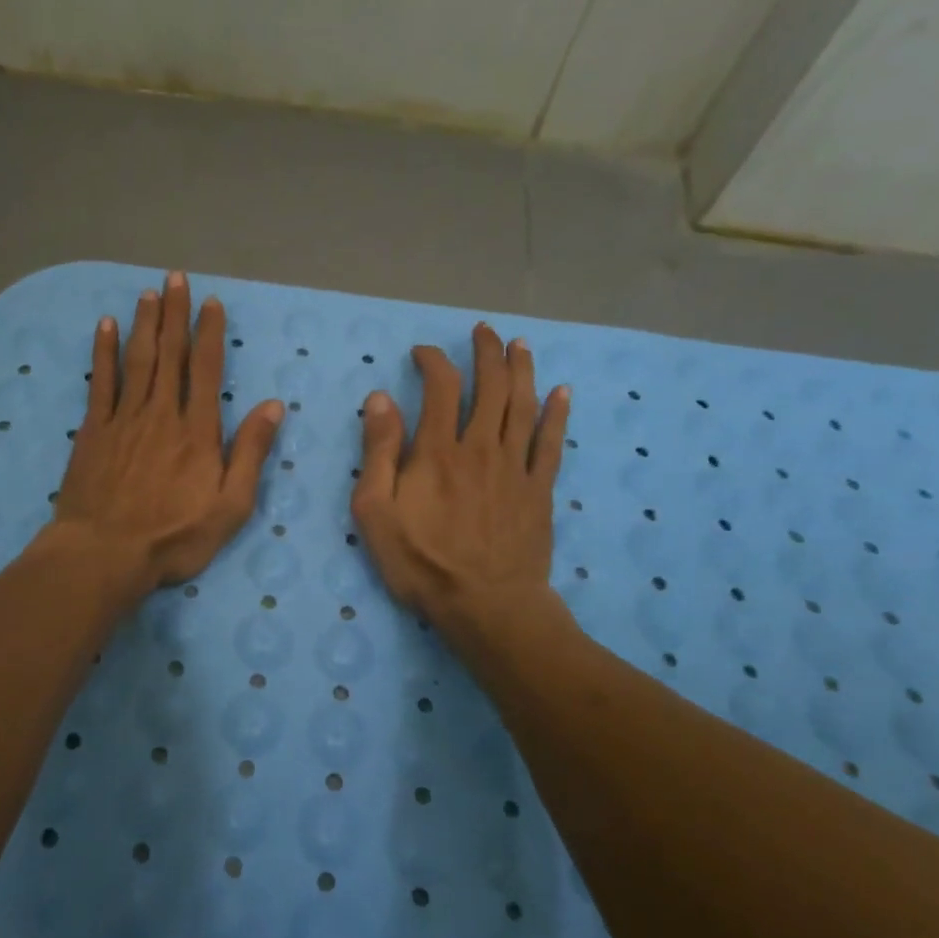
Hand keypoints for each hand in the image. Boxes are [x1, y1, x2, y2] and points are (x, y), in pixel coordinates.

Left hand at [51, 271, 283, 598]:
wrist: (104, 553)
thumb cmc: (174, 536)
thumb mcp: (231, 506)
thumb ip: (251, 453)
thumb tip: (274, 406)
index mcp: (198, 431)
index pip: (206, 369)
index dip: (209, 333)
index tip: (211, 304)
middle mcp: (162, 413)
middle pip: (170, 354)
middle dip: (176, 314)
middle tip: (177, 278)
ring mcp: (125, 418)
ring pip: (138, 359)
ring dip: (145, 323)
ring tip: (149, 292)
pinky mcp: (94, 430)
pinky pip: (101, 381)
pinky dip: (104, 351)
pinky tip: (106, 326)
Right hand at [350, 324, 569, 647]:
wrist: (487, 605)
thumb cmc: (423, 563)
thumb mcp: (376, 512)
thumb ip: (378, 452)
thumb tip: (380, 398)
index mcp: (438, 450)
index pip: (440, 386)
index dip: (434, 360)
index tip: (424, 352)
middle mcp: (481, 446)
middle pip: (490, 386)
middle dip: (487, 352)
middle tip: (484, 331)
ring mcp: (516, 467)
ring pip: (523, 405)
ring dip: (522, 370)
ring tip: (520, 345)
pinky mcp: (540, 490)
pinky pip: (552, 443)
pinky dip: (557, 414)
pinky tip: (562, 392)